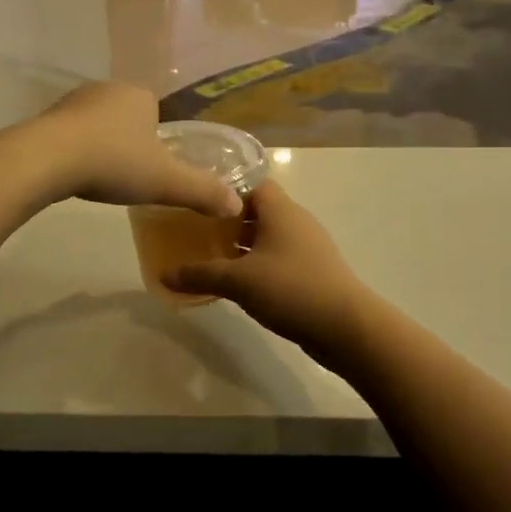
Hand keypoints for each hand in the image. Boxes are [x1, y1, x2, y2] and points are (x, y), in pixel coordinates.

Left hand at [22, 83, 241, 218]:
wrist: (49, 158)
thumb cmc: (115, 162)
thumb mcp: (166, 182)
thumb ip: (202, 191)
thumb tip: (236, 205)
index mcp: (140, 96)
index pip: (156, 112)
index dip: (157, 139)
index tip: (152, 167)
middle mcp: (107, 89)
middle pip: (126, 118)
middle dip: (128, 142)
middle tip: (128, 176)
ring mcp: (73, 100)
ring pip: (97, 125)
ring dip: (100, 146)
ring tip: (100, 177)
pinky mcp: (47, 117)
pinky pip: (70, 134)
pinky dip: (75, 151)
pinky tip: (74, 173)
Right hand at [164, 180, 369, 348]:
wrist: (346, 328)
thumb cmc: (291, 289)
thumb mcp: (238, 281)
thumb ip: (200, 274)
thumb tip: (164, 275)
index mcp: (281, 211)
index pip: (251, 183)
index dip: (224, 187)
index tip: (197, 197)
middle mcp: (296, 222)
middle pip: (257, 210)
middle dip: (227, 219)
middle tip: (194, 228)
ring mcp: (306, 248)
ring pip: (267, 236)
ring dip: (241, 244)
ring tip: (208, 254)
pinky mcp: (311, 272)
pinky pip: (277, 258)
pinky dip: (256, 263)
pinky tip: (236, 281)